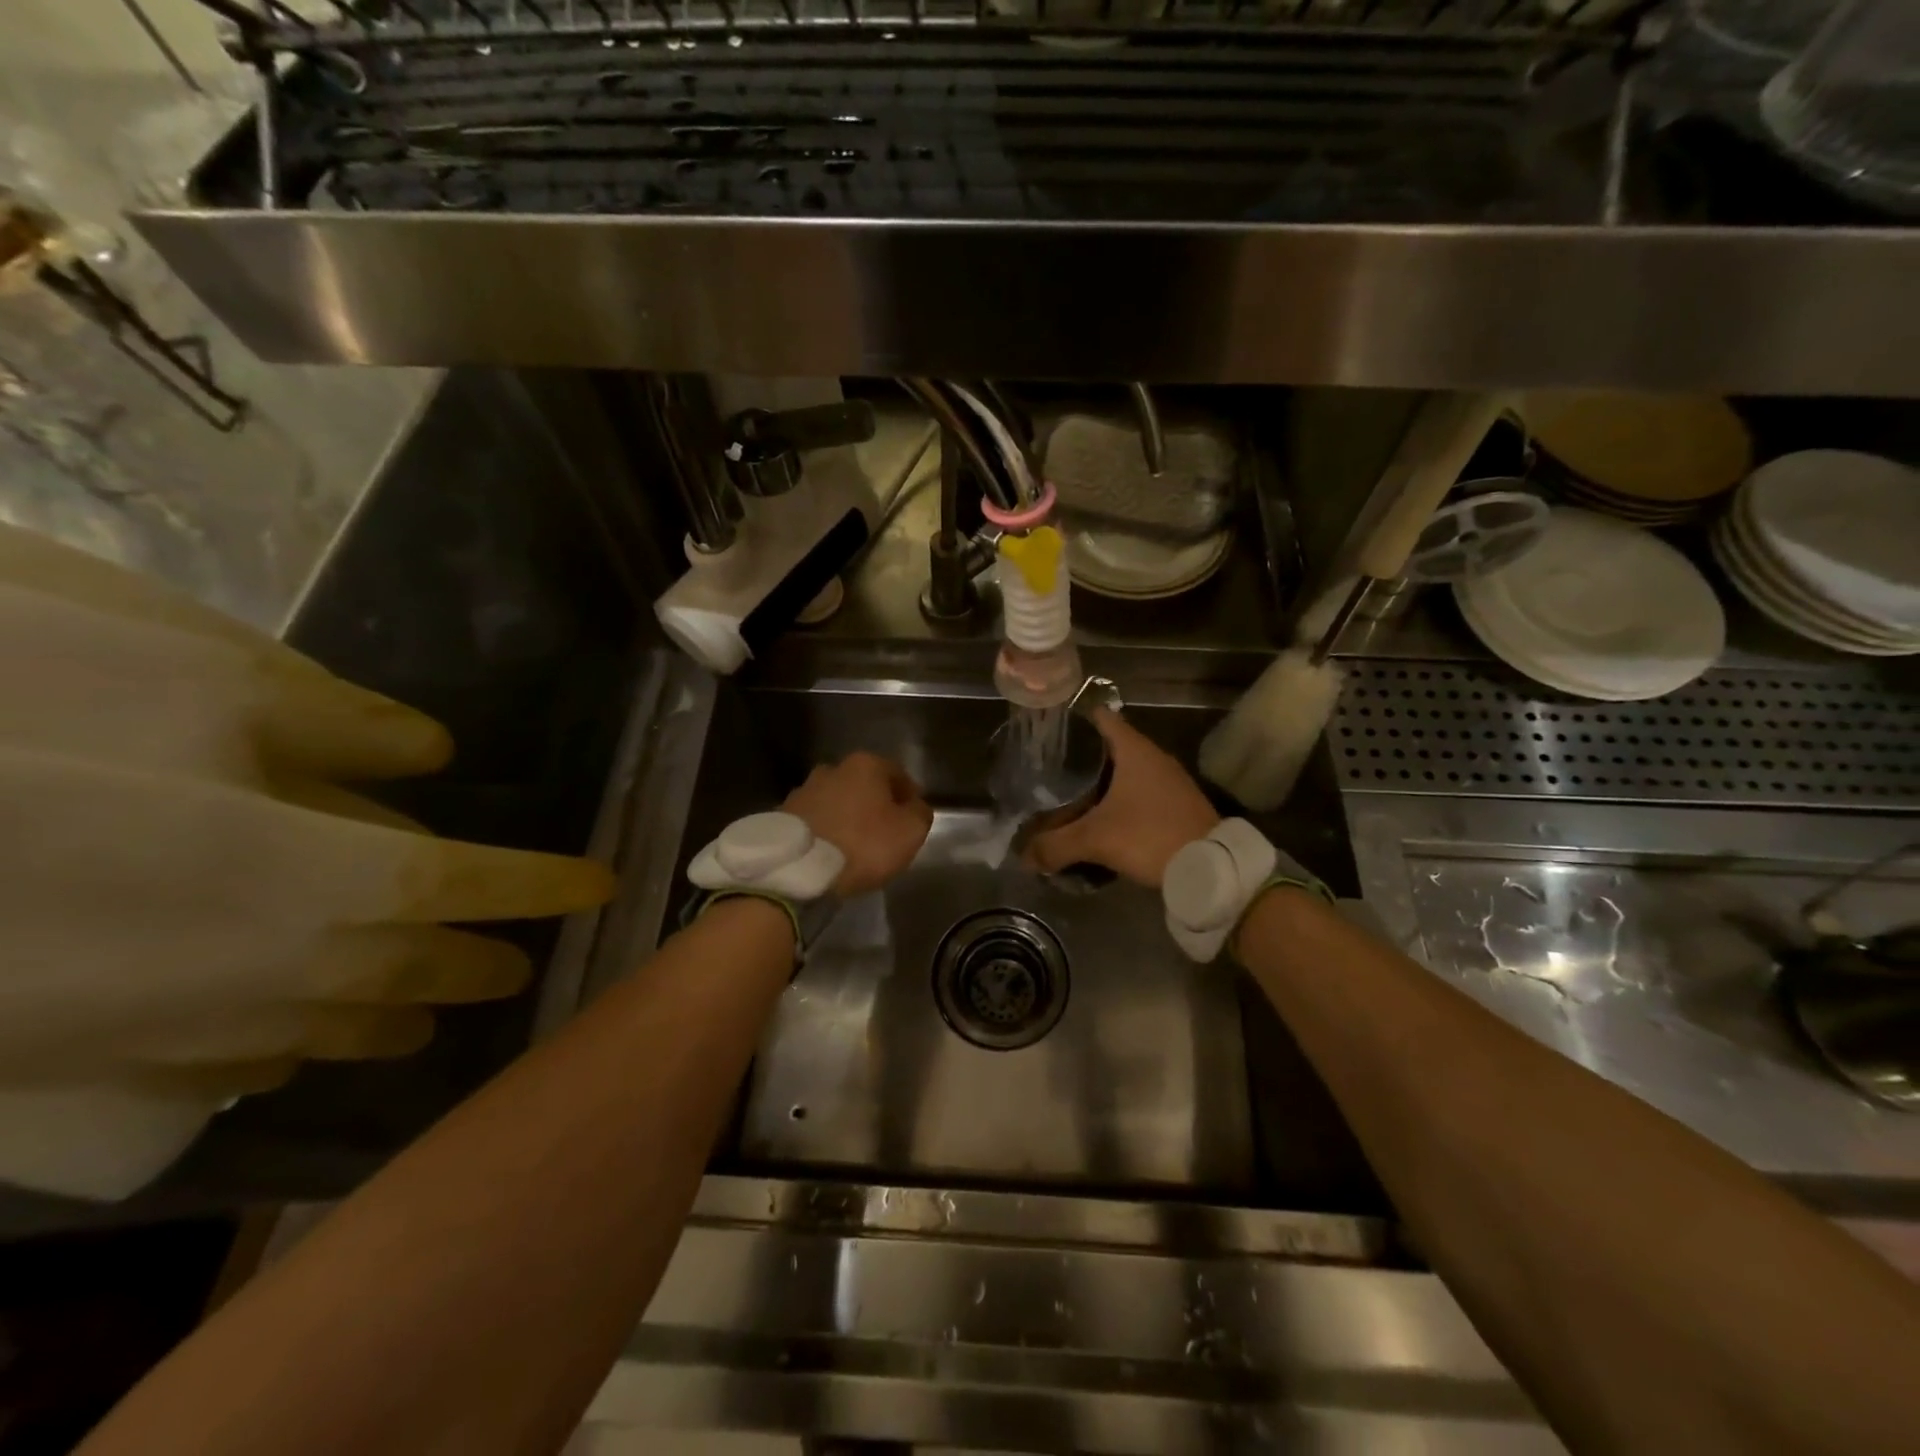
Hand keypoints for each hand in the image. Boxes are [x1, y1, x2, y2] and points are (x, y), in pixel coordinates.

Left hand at [784, 752, 933, 897]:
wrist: (799, 869)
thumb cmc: (863, 844)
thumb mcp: (910, 832)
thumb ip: (920, 813)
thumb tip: (915, 807)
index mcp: (866, 765)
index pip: (898, 774)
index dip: (909, 796)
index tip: (913, 817)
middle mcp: (832, 769)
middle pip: (863, 785)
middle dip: (874, 804)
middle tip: (884, 831)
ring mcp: (804, 790)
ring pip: (836, 801)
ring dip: (847, 816)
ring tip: (853, 844)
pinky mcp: (782, 815)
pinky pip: (815, 820)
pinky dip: (825, 830)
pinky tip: (830, 851)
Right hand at [1026, 710, 1220, 888]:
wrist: (1210, 866)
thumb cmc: (1150, 836)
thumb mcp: (1096, 840)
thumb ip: (1056, 845)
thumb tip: (1024, 857)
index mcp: (1134, 750)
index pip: (1100, 717)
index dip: (1074, 720)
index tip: (1050, 730)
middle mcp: (1154, 757)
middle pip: (1110, 746)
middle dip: (1081, 757)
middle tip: (1051, 771)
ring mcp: (1170, 780)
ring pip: (1126, 771)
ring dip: (1102, 782)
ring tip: (1071, 796)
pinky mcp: (1178, 803)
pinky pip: (1141, 792)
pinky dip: (1121, 800)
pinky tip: (1104, 818)